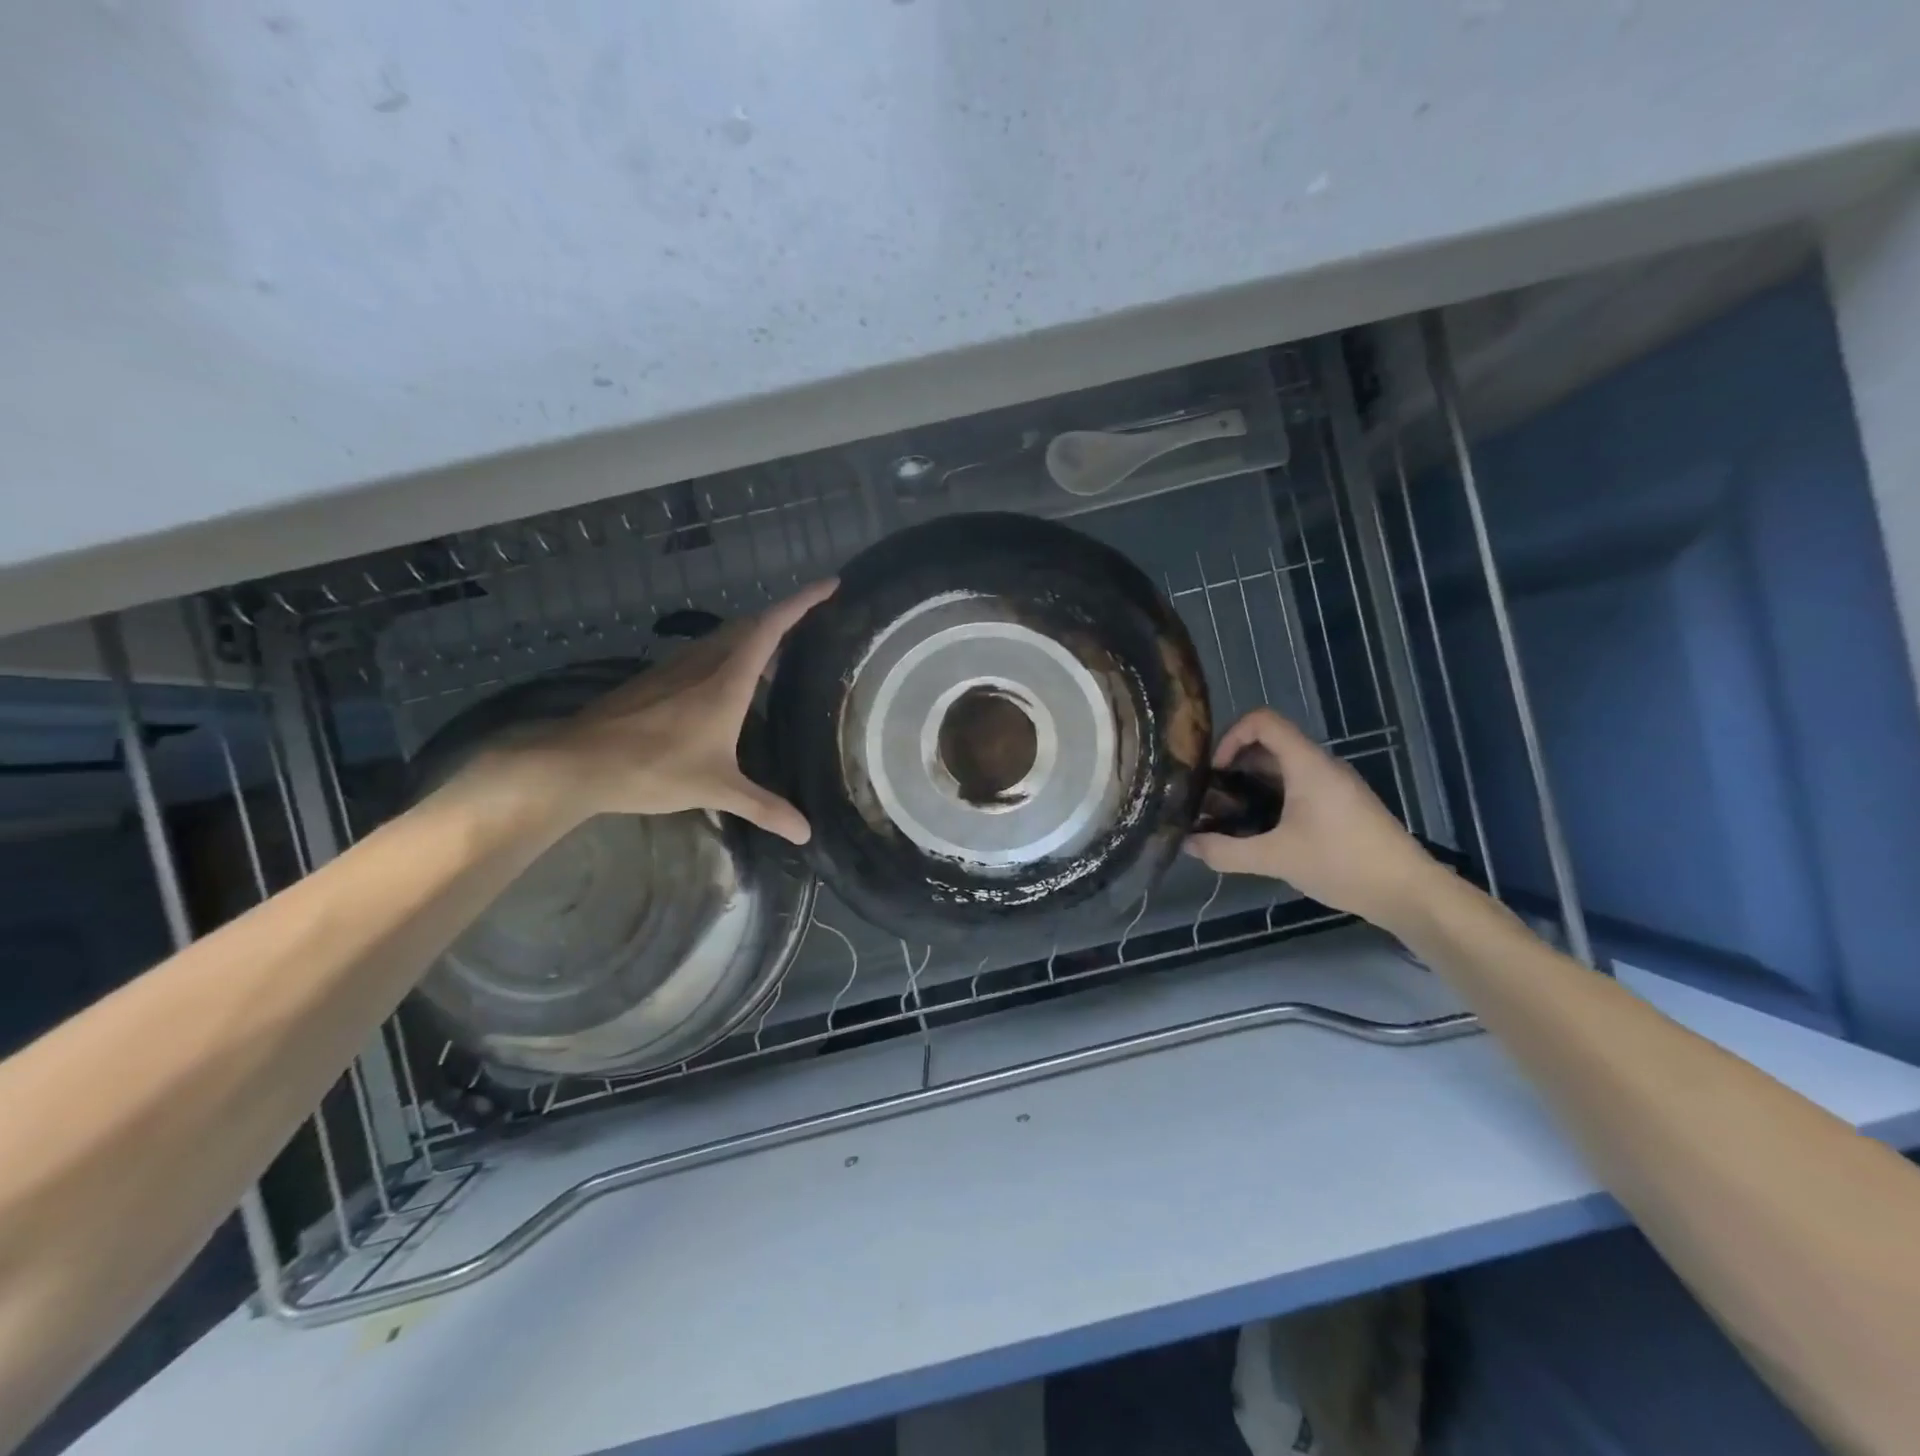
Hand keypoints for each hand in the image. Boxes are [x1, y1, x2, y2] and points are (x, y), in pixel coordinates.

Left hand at [472, 580, 834, 844]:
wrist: (577, 763)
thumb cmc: (653, 768)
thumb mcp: (716, 789)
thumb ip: (764, 807)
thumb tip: (806, 834)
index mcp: (727, 679)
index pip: (772, 627)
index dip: (802, 602)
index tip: (830, 585)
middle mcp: (704, 662)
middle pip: (750, 624)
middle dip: (783, 617)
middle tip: (812, 626)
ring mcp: (675, 667)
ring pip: (724, 638)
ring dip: (754, 638)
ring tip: (778, 659)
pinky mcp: (656, 679)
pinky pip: (704, 654)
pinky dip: (729, 656)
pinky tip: (728, 686)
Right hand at [1184, 708, 1442, 930]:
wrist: (1408, 892)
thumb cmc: (1343, 863)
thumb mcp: (1277, 859)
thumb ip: (1227, 851)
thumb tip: (1187, 843)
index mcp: (1307, 764)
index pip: (1262, 721)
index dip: (1230, 736)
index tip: (1214, 771)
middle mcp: (1320, 765)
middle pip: (1268, 744)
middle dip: (1234, 764)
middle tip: (1210, 796)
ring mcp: (1333, 785)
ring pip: (1282, 767)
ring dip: (1251, 783)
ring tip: (1227, 815)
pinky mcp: (1340, 805)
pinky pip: (1297, 786)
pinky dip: (1271, 797)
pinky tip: (1259, 830)